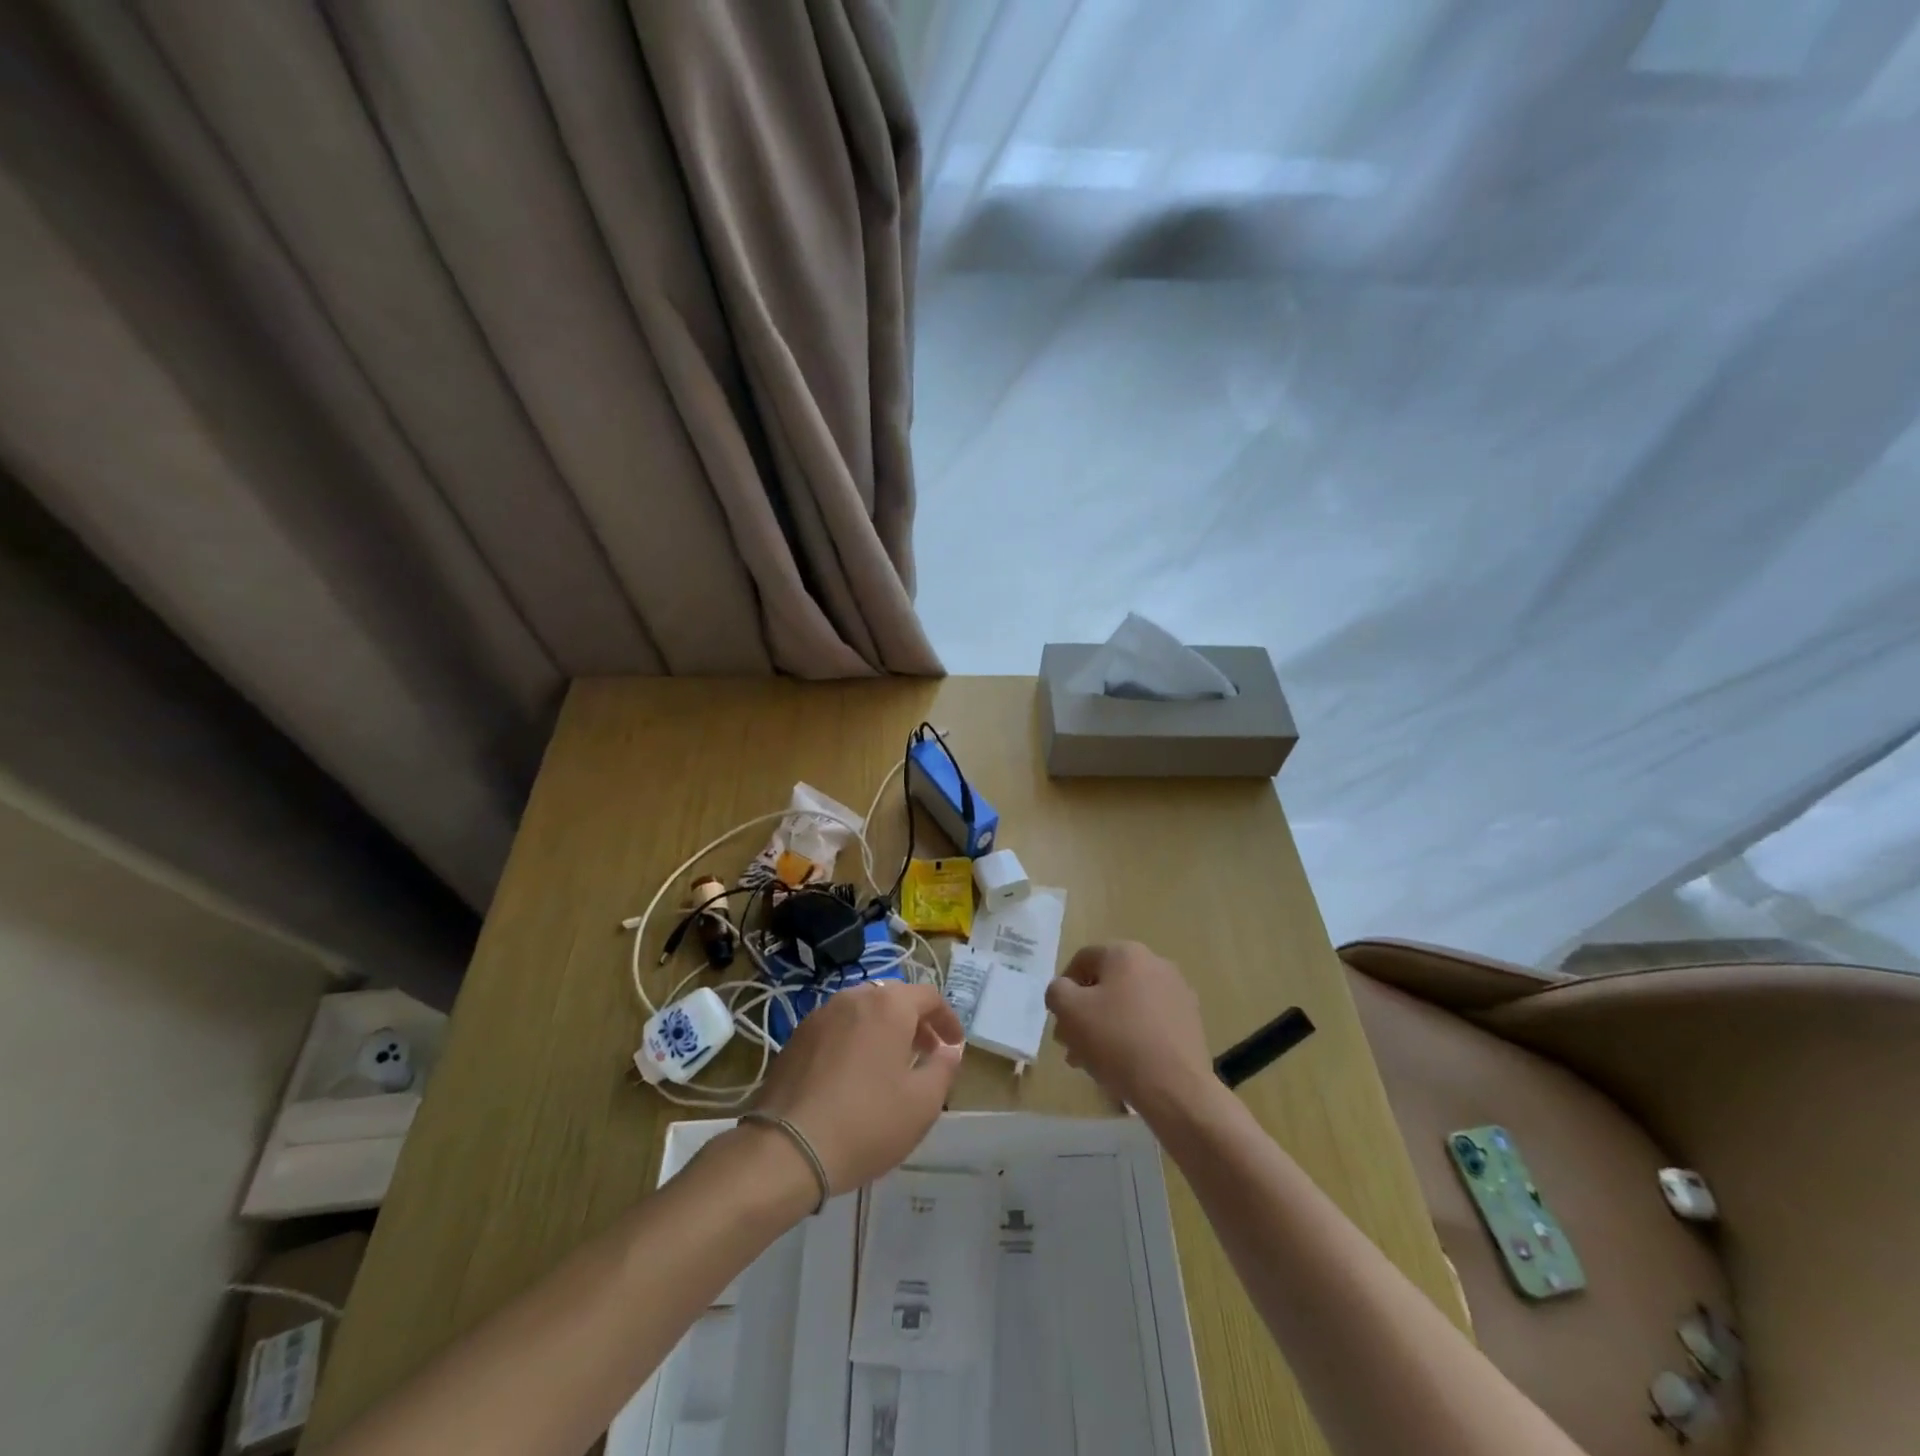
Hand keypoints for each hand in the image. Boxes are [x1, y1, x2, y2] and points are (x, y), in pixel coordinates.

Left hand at [749, 981, 963, 1195]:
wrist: (786, 1148)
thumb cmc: (866, 1122)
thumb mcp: (922, 1103)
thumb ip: (944, 1068)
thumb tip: (949, 1049)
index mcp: (889, 1005)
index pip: (929, 996)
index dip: (947, 1019)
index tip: (954, 1045)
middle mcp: (854, 997)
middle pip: (894, 999)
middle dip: (915, 1022)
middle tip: (926, 1053)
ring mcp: (821, 1014)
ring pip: (863, 1011)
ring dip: (884, 1030)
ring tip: (890, 1065)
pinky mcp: (797, 1037)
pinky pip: (838, 1027)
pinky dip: (855, 1040)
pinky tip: (854, 1075)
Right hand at [1046, 942, 1216, 1120]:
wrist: (1175, 1087)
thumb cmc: (1116, 1040)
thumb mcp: (1069, 1011)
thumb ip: (1057, 991)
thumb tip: (1064, 990)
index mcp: (1125, 953)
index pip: (1082, 960)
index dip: (1064, 988)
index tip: (1059, 1019)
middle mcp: (1155, 963)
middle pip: (1107, 985)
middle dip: (1085, 1013)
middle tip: (1072, 1045)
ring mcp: (1177, 992)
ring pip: (1128, 1005)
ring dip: (1106, 1026)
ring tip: (1094, 1061)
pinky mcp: (1190, 1020)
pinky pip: (1151, 1021)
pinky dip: (1134, 1035)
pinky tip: (1125, 1064)